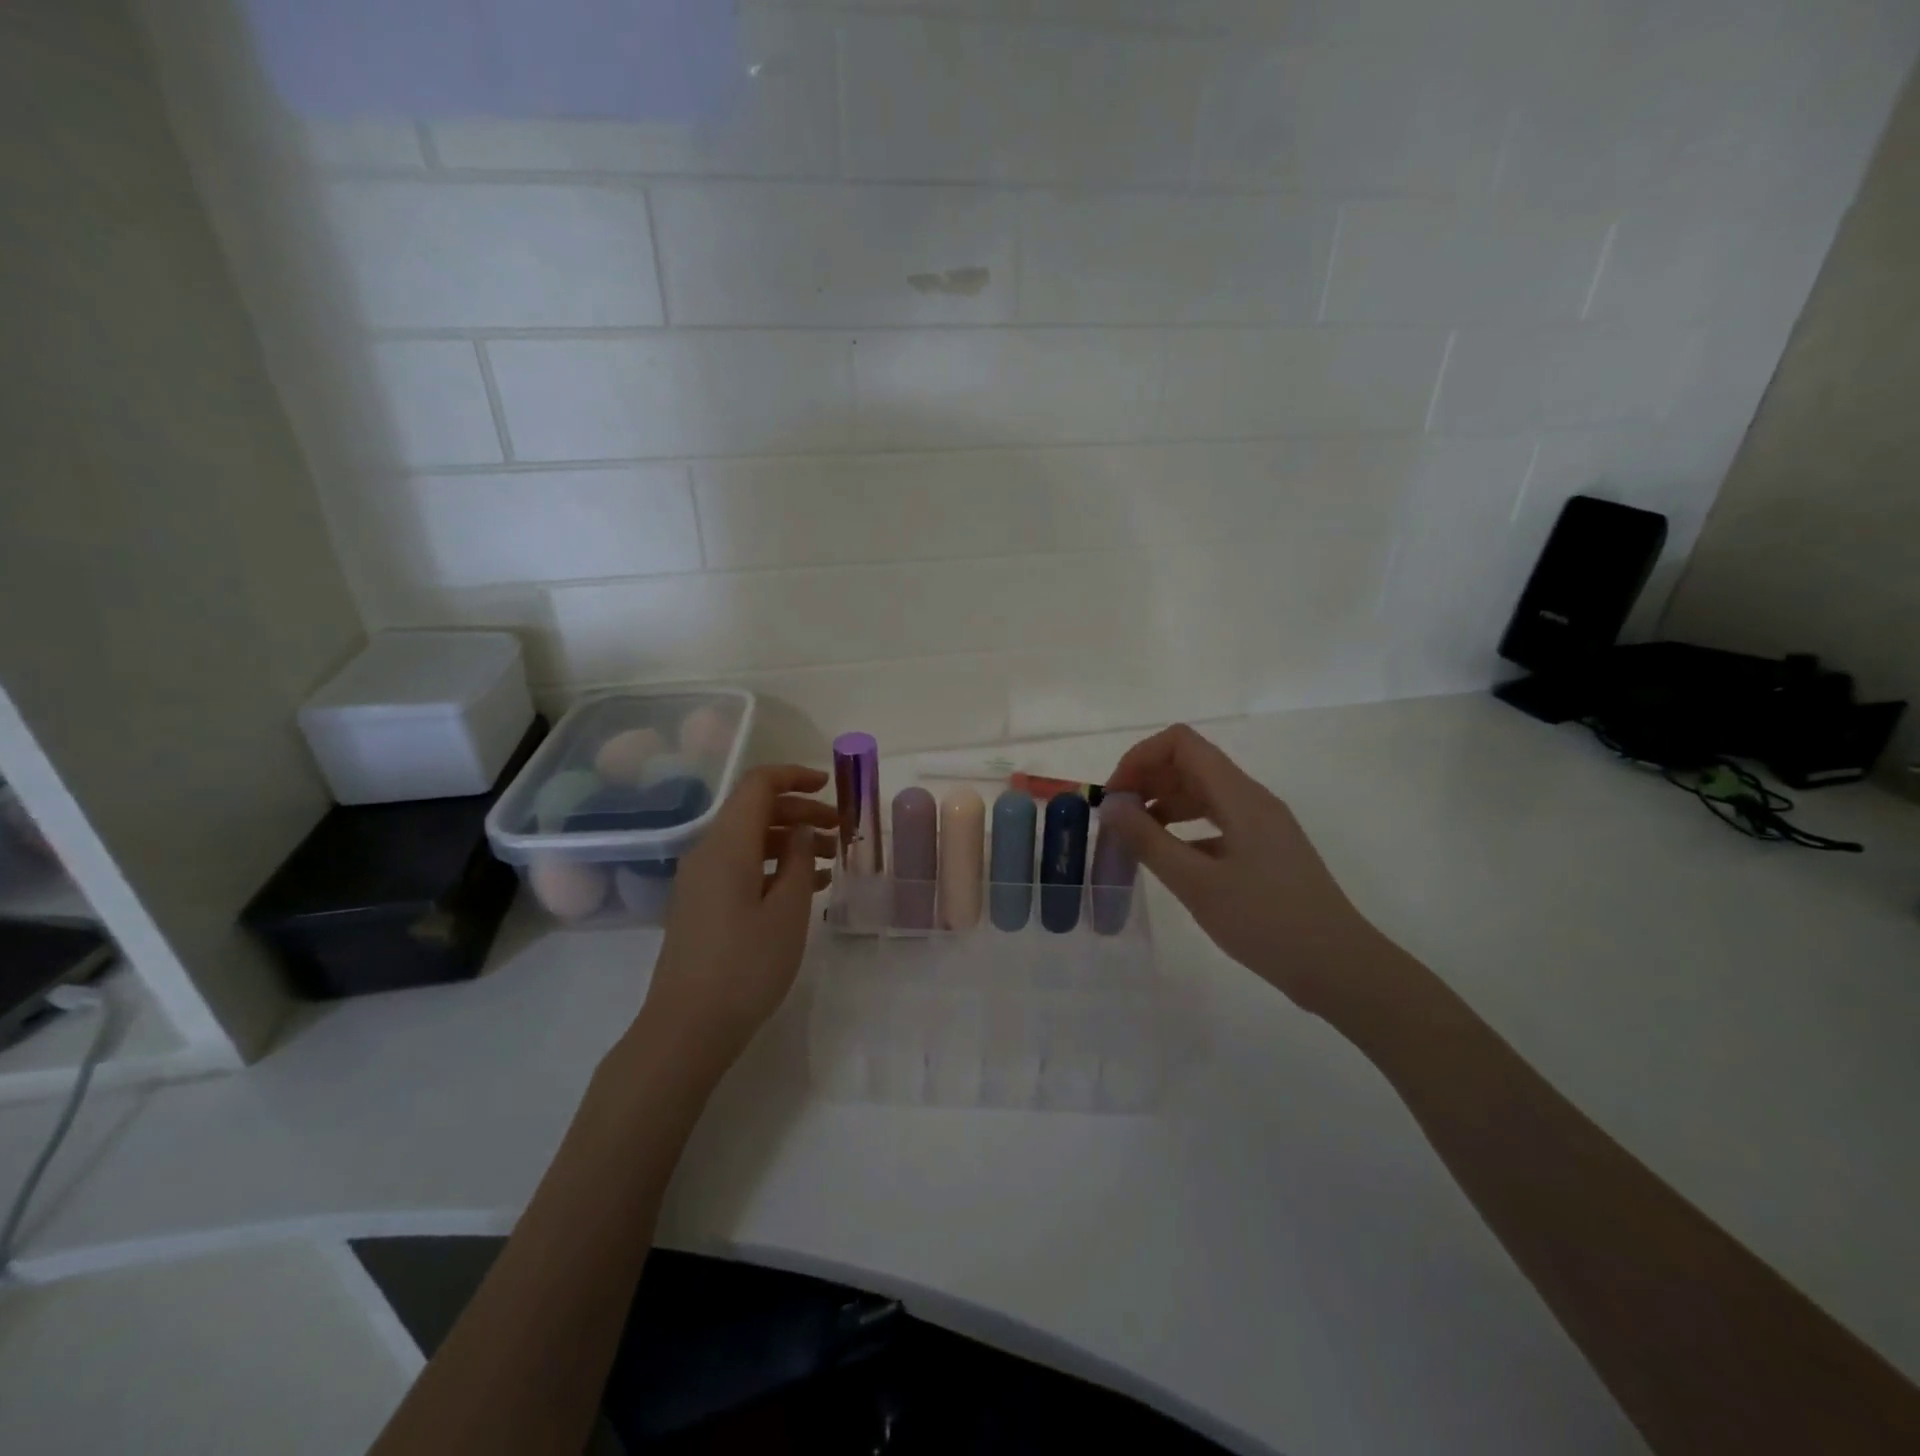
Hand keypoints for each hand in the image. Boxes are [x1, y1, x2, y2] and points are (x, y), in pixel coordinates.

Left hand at [639, 765, 837, 1062]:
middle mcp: (708, 852)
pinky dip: (774, 866)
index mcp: (727, 844)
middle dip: (800, 811)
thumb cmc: (746, 965)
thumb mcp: (788, 911)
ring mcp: (701, 880)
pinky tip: (807, 887)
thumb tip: (801, 828)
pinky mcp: (702, 904)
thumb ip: (799, 860)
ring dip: (791, 840)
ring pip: (750, 840)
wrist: (688, 1027)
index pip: (759, 785)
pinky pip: (741, 867)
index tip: (830, 786)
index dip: (795, 777)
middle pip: (755, 811)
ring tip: (830, 860)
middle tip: (840, 830)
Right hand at [1102, 724, 1390, 1018]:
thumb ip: (1148, 841)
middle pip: (1190, 764)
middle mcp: (1252, 800)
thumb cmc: (1266, 923)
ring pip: (1202, 793)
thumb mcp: (1197, 884)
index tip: (1114, 797)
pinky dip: (1184, 828)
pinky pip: (1216, 821)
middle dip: (1146, 781)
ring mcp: (1262, 825)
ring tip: (1133, 838)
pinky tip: (1168, 859)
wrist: (1339, 968)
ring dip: (1163, 804)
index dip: (1140, 758)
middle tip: (1116, 820)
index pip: (1181, 744)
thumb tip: (1110, 804)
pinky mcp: (1265, 849)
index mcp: (1240, 797)